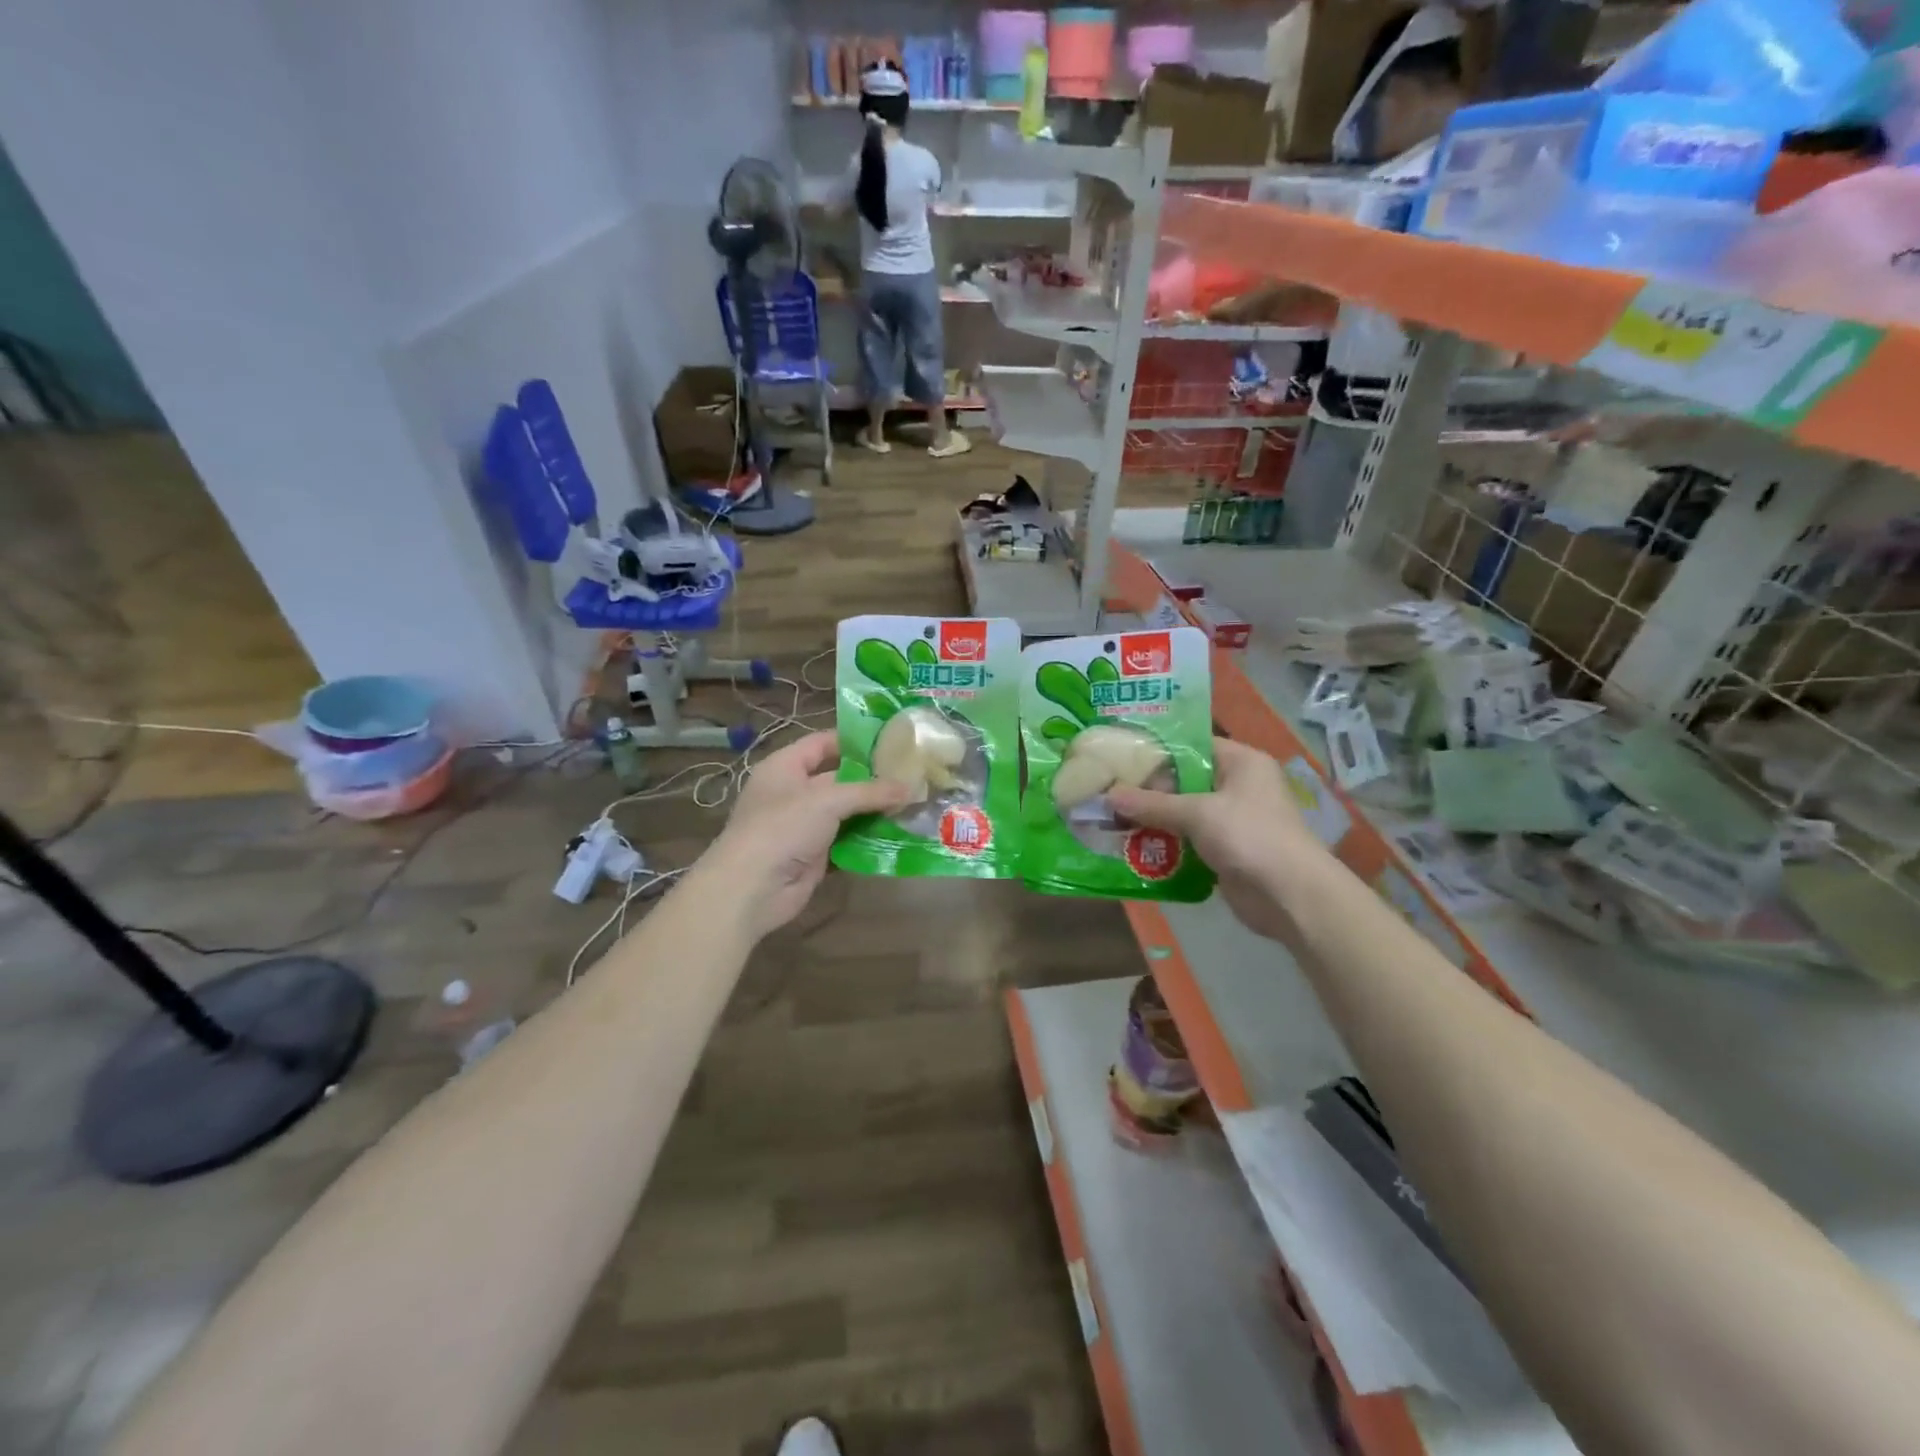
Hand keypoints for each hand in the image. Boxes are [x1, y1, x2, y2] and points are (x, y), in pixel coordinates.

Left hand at [707, 731, 909, 939]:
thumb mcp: (827, 800)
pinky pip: (846, 840)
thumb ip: (870, 792)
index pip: (823, 743)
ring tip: (914, 803)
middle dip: (872, 779)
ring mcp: (803, 825)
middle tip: (912, 775)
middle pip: (839, 778)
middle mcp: (793, 792)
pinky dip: (868, 838)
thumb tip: (910, 787)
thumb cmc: (782, 828)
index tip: (892, 740)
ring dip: (874, 810)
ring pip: (846, 812)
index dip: (854, 741)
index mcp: (785, 767)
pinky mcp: (814, 855)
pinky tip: (898, 833)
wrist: (751, 890)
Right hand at [1109, 738, 1326, 941]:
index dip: (1156, 751)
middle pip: (1184, 780)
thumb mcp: (1197, 813)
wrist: (1290, 896)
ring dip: (1153, 819)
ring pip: (1183, 812)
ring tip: (1112, 818)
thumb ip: (1152, 804)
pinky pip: (1188, 840)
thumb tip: (1108, 794)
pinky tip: (1133, 845)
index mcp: (1241, 762)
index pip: (1192, 746)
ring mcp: (1232, 820)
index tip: (1120, 758)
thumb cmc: (1249, 836)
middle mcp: (1238, 786)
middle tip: (1108, 791)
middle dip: (1148, 790)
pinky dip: (1165, 843)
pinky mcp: (1225, 850)